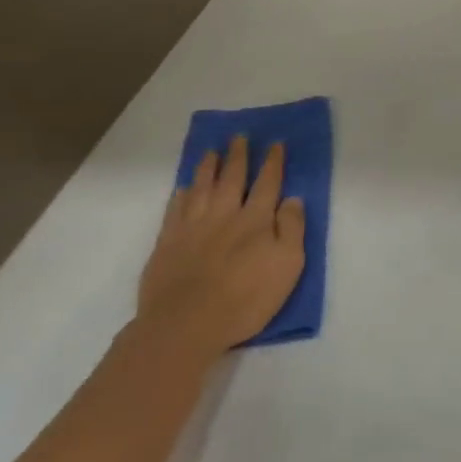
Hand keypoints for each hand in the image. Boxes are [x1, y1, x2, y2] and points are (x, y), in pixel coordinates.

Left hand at [136, 137, 306, 361]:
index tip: (275, 144)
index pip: (268, 183)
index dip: (273, 162)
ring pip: (201, 188)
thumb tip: (293, 199)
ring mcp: (192, 227)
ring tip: (211, 151)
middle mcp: (224, 215)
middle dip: (238, 156)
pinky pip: (175, 210)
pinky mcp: (167, 243)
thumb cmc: (246, 299)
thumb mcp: (288, 266)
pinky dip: (181, 195)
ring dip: (208, 167)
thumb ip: (292, 229)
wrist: (186, 324)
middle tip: (239, 136)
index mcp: (256, 220)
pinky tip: (183, 187)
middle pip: (232, 178)